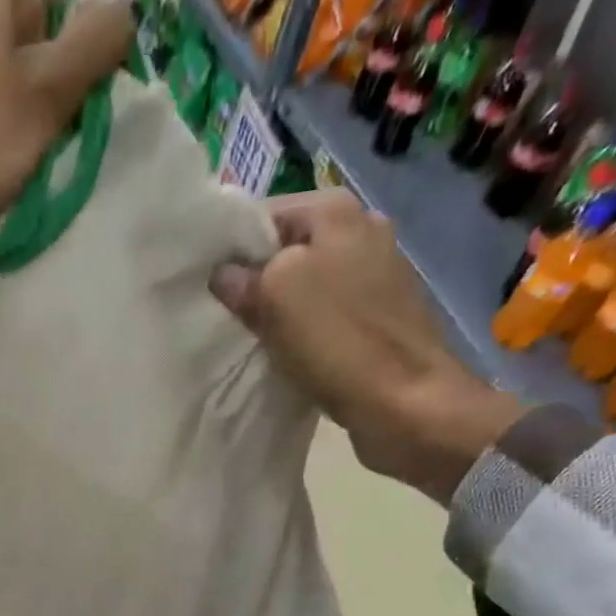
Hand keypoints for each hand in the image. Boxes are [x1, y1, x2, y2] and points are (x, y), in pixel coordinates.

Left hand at [0, 0, 134, 324]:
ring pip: (25, 103)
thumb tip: (125, 16)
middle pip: (46, 56)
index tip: (97, 103)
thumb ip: (95, 43)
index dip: (91, 53)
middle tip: (72, 142)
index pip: (67, 3)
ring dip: (45, 138)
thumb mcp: (49, 87)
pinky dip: (17, 159)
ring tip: (47, 169)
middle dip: (68, 102)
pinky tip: (22, 185)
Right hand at [211, 189, 525, 503]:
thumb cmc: (339, 341)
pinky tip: (287, 354)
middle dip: (253, 281)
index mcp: (337, 210)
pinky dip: (303, 331)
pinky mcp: (380, 316)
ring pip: (304, 284)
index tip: (207, 286)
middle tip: (225, 316)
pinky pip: (325, 315)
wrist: (408, 404)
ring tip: (251, 339)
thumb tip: (223, 275)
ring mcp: (376, 275)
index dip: (230, 249)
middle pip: (285, 251)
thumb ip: (243, 277)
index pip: (263, 215)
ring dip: (276, 310)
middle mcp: (362, 230)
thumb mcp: (276, 295)